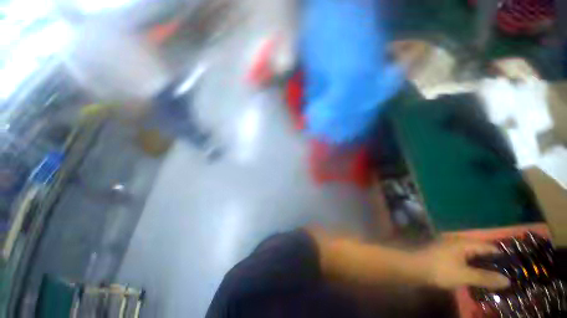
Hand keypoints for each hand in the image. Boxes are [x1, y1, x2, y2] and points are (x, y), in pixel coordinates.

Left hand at [416, 239, 510, 289]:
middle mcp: (458, 242)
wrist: (414, 267)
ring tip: (495, 278)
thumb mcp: (465, 275)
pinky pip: (464, 260)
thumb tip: (508, 280)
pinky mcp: (446, 255)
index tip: (514, 269)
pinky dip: (473, 267)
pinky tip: (478, 277)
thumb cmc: (440, 270)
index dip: (502, 257)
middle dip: (493, 263)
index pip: (489, 247)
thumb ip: (486, 277)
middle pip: (481, 251)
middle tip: (507, 276)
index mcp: (464, 243)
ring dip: (483, 266)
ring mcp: (451, 248)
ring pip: (473, 256)